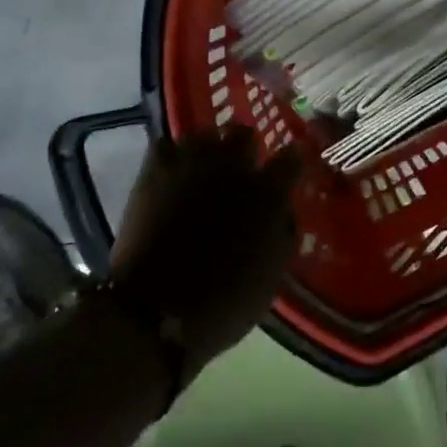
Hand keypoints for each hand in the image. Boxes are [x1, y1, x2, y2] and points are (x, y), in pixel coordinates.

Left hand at [110, 127, 300, 381]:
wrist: (154, 312)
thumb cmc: (223, 304)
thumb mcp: (272, 276)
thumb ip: (282, 233)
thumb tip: (282, 211)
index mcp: (268, 192)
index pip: (291, 157)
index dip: (290, 163)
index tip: (286, 173)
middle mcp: (234, 165)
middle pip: (244, 133)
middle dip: (244, 149)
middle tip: (238, 172)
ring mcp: (192, 162)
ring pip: (205, 134)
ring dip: (207, 150)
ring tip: (201, 171)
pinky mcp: (156, 169)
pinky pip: (167, 144)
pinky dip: (172, 156)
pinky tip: (171, 174)